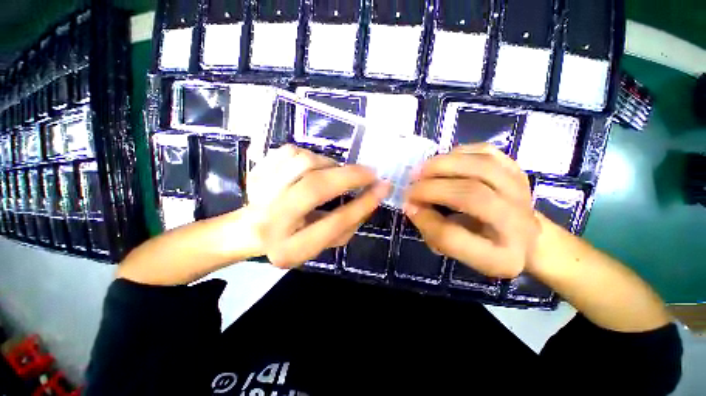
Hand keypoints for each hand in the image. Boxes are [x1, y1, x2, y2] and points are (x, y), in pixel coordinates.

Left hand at [246, 145, 389, 267]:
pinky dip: (309, 155)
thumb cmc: (294, 239)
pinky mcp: (255, 173)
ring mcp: (259, 194)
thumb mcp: (325, 243)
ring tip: (332, 173)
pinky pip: (290, 151)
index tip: (383, 187)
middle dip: (349, 176)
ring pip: (304, 162)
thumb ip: (350, 223)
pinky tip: (309, 170)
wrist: (251, 230)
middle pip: (315, 187)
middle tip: (369, 172)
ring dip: (328, 164)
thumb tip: (373, 194)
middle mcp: (271, 222)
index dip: (363, 203)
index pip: (335, 223)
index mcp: (291, 249)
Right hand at [403, 144, 538, 278]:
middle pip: (472, 195)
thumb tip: (412, 204)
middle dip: (431, 188)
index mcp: (499, 256)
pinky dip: (459, 153)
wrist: (523, 233)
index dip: (423, 219)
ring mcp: (522, 192)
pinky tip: (444, 160)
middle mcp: (518, 223)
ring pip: (480, 167)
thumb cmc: (480, 244)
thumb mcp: (454, 249)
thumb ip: (431, 229)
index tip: (408, 207)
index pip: (452, 237)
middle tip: (410, 187)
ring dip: (442, 165)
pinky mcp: (518, 170)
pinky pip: (486, 152)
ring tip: (420, 170)